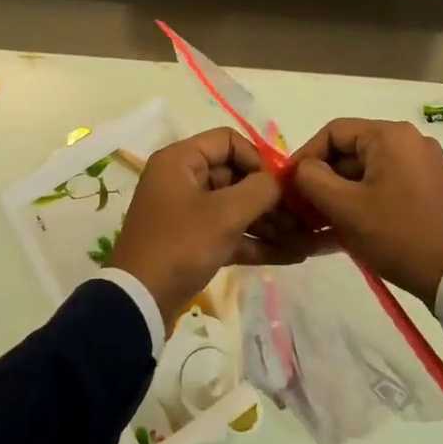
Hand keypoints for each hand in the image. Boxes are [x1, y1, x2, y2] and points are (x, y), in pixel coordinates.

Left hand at [109, 129, 317, 330]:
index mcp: (181, 160)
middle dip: (269, 196)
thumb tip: (281, 180)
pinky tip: (291, 255)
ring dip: (267, 221)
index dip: (257, 158)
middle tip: (300, 215)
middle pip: (234, 174)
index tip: (280, 184)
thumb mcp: (225, 214)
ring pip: (234, 206)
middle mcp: (182, 179)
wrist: (139, 302)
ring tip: (304, 238)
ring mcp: (187, 212)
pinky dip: (254, 241)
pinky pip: (229, 232)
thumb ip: (260, 189)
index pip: (228, 141)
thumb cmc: (181, 245)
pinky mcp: (192, 241)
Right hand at [290, 118, 442, 304]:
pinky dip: (362, 199)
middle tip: (301, 207)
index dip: (305, 156)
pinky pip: (385, 184)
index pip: (334, 132)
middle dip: (322, 178)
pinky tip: (344, 227)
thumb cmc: (398, 234)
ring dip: (340, 192)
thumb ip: (312, 179)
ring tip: (318, 222)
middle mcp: (409, 141)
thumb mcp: (346, 208)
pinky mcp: (429, 187)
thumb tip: (301, 169)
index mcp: (390, 135)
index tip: (287, 184)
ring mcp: (423, 164)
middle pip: (351, 151)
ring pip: (367, 170)